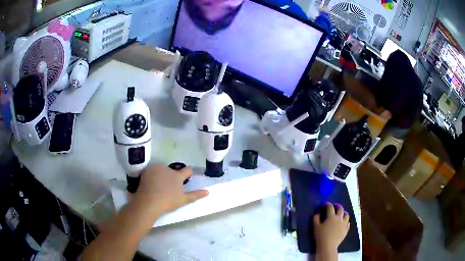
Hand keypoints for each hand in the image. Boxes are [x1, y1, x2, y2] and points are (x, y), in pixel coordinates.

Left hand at [134, 163, 208, 218]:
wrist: (148, 202)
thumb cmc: (168, 202)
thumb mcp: (183, 200)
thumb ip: (196, 195)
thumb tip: (208, 192)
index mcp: (177, 176)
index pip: (187, 170)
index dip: (188, 173)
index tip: (187, 176)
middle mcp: (168, 169)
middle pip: (172, 170)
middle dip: (171, 176)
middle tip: (168, 187)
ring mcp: (156, 168)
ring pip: (161, 169)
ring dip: (161, 174)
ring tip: (157, 185)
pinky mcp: (146, 169)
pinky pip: (152, 170)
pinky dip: (152, 174)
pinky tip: (150, 183)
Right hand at [313, 202, 349, 252]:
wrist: (328, 246)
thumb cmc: (321, 236)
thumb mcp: (315, 227)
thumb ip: (316, 218)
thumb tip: (318, 213)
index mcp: (331, 217)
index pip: (330, 207)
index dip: (328, 204)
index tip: (325, 204)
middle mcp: (339, 218)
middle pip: (340, 209)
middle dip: (337, 206)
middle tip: (335, 206)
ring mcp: (344, 223)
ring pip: (346, 215)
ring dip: (344, 212)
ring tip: (341, 213)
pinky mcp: (346, 229)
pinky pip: (348, 222)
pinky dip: (346, 220)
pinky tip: (343, 222)